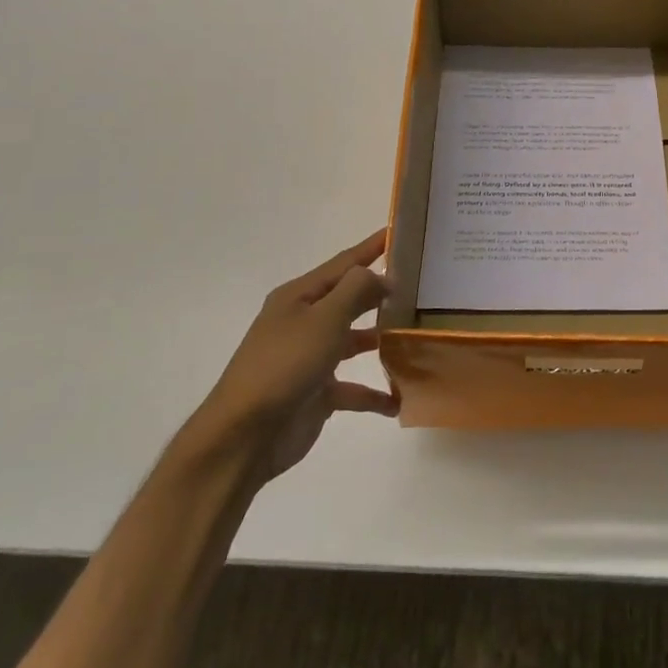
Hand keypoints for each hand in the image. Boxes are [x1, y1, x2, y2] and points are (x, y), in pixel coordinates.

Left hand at [195, 229, 397, 484]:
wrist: (246, 434)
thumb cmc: (285, 365)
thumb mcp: (324, 318)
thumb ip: (357, 290)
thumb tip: (384, 276)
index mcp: (299, 297)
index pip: (343, 263)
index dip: (370, 248)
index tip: (398, 232)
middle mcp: (303, 322)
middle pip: (349, 300)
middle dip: (380, 293)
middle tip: (421, 285)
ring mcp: (310, 358)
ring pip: (354, 342)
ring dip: (382, 341)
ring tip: (417, 337)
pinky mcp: (316, 393)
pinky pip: (353, 388)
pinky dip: (375, 394)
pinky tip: (399, 400)